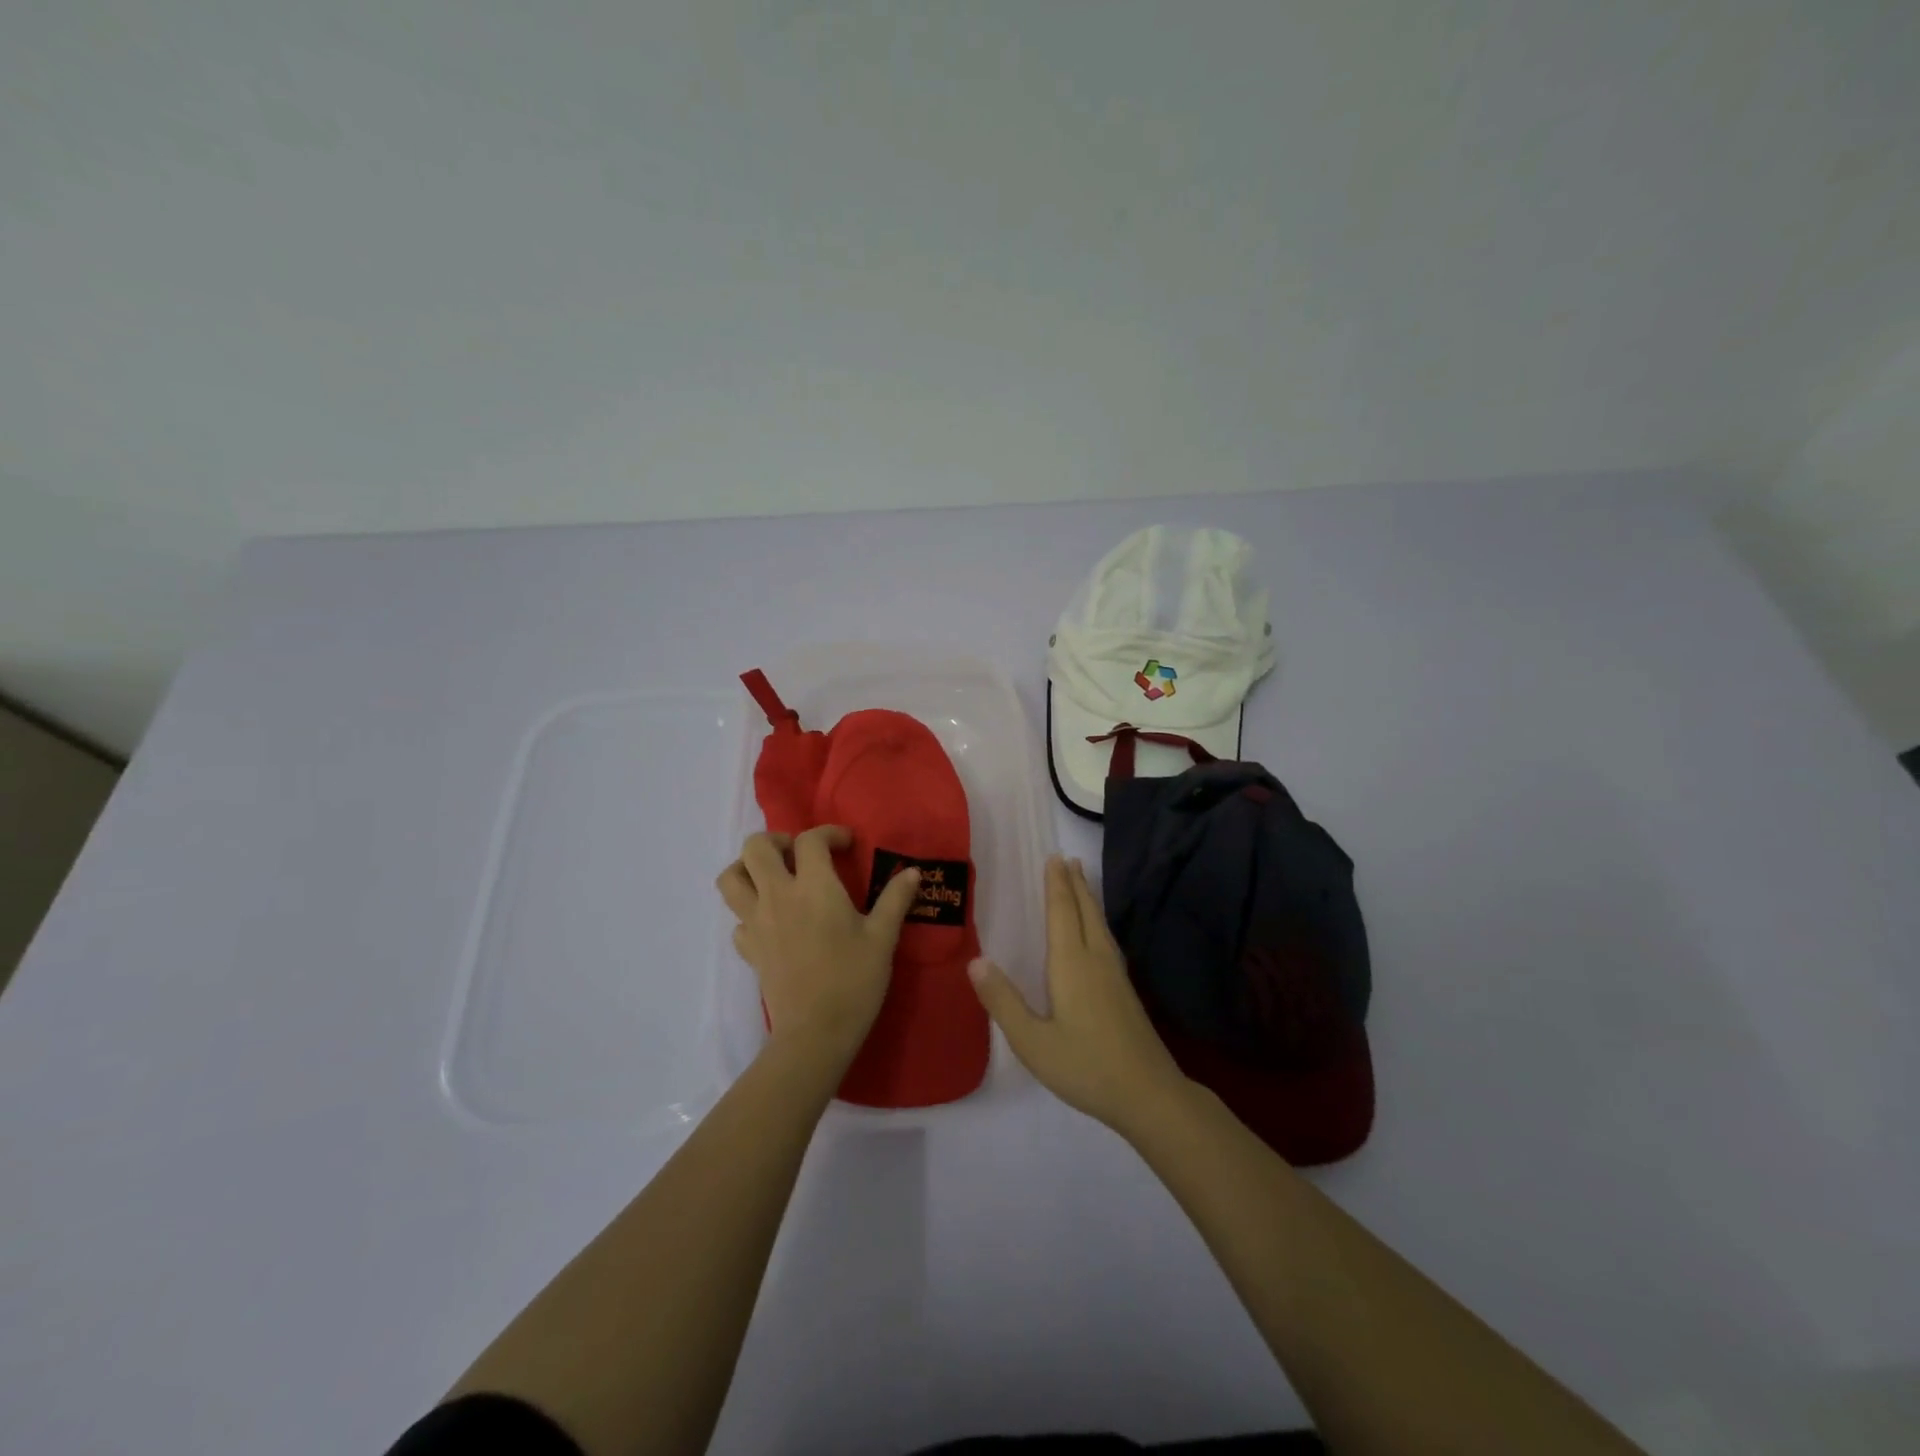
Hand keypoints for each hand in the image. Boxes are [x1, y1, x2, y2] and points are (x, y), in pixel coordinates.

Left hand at [717, 826, 920, 1063]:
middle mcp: (777, 896)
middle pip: (756, 847)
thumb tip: (913, 872)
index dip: (829, 833)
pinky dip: (749, 912)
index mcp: (813, 887)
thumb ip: (895, 899)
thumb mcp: (883, 938)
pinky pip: (736, 918)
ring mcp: (756, 922)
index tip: (846, 845)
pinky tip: (772, 922)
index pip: (810, 840)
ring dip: (747, 869)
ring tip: (773, 878)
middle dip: (776, 841)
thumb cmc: (854, 980)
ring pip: (730, 878)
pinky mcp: (748, 949)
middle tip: (800, 855)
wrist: (816, 1033)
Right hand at [968, 856, 1190, 1135]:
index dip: (1056, 885)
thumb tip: (975, 961)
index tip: (1053, 858)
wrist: (1148, 1093)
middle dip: (1075, 883)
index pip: (1061, 912)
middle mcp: (1095, 959)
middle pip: (1085, 911)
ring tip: (1082, 882)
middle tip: (1068, 858)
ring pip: (1100, 924)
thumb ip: (1003, 1001)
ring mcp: (1115, 975)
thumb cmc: (1085, 1066)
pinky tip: (1098, 934)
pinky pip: (1107, 939)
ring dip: (1088, 899)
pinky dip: (1097, 921)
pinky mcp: (1126, 991)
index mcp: (1071, 964)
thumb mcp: (1033, 1042)